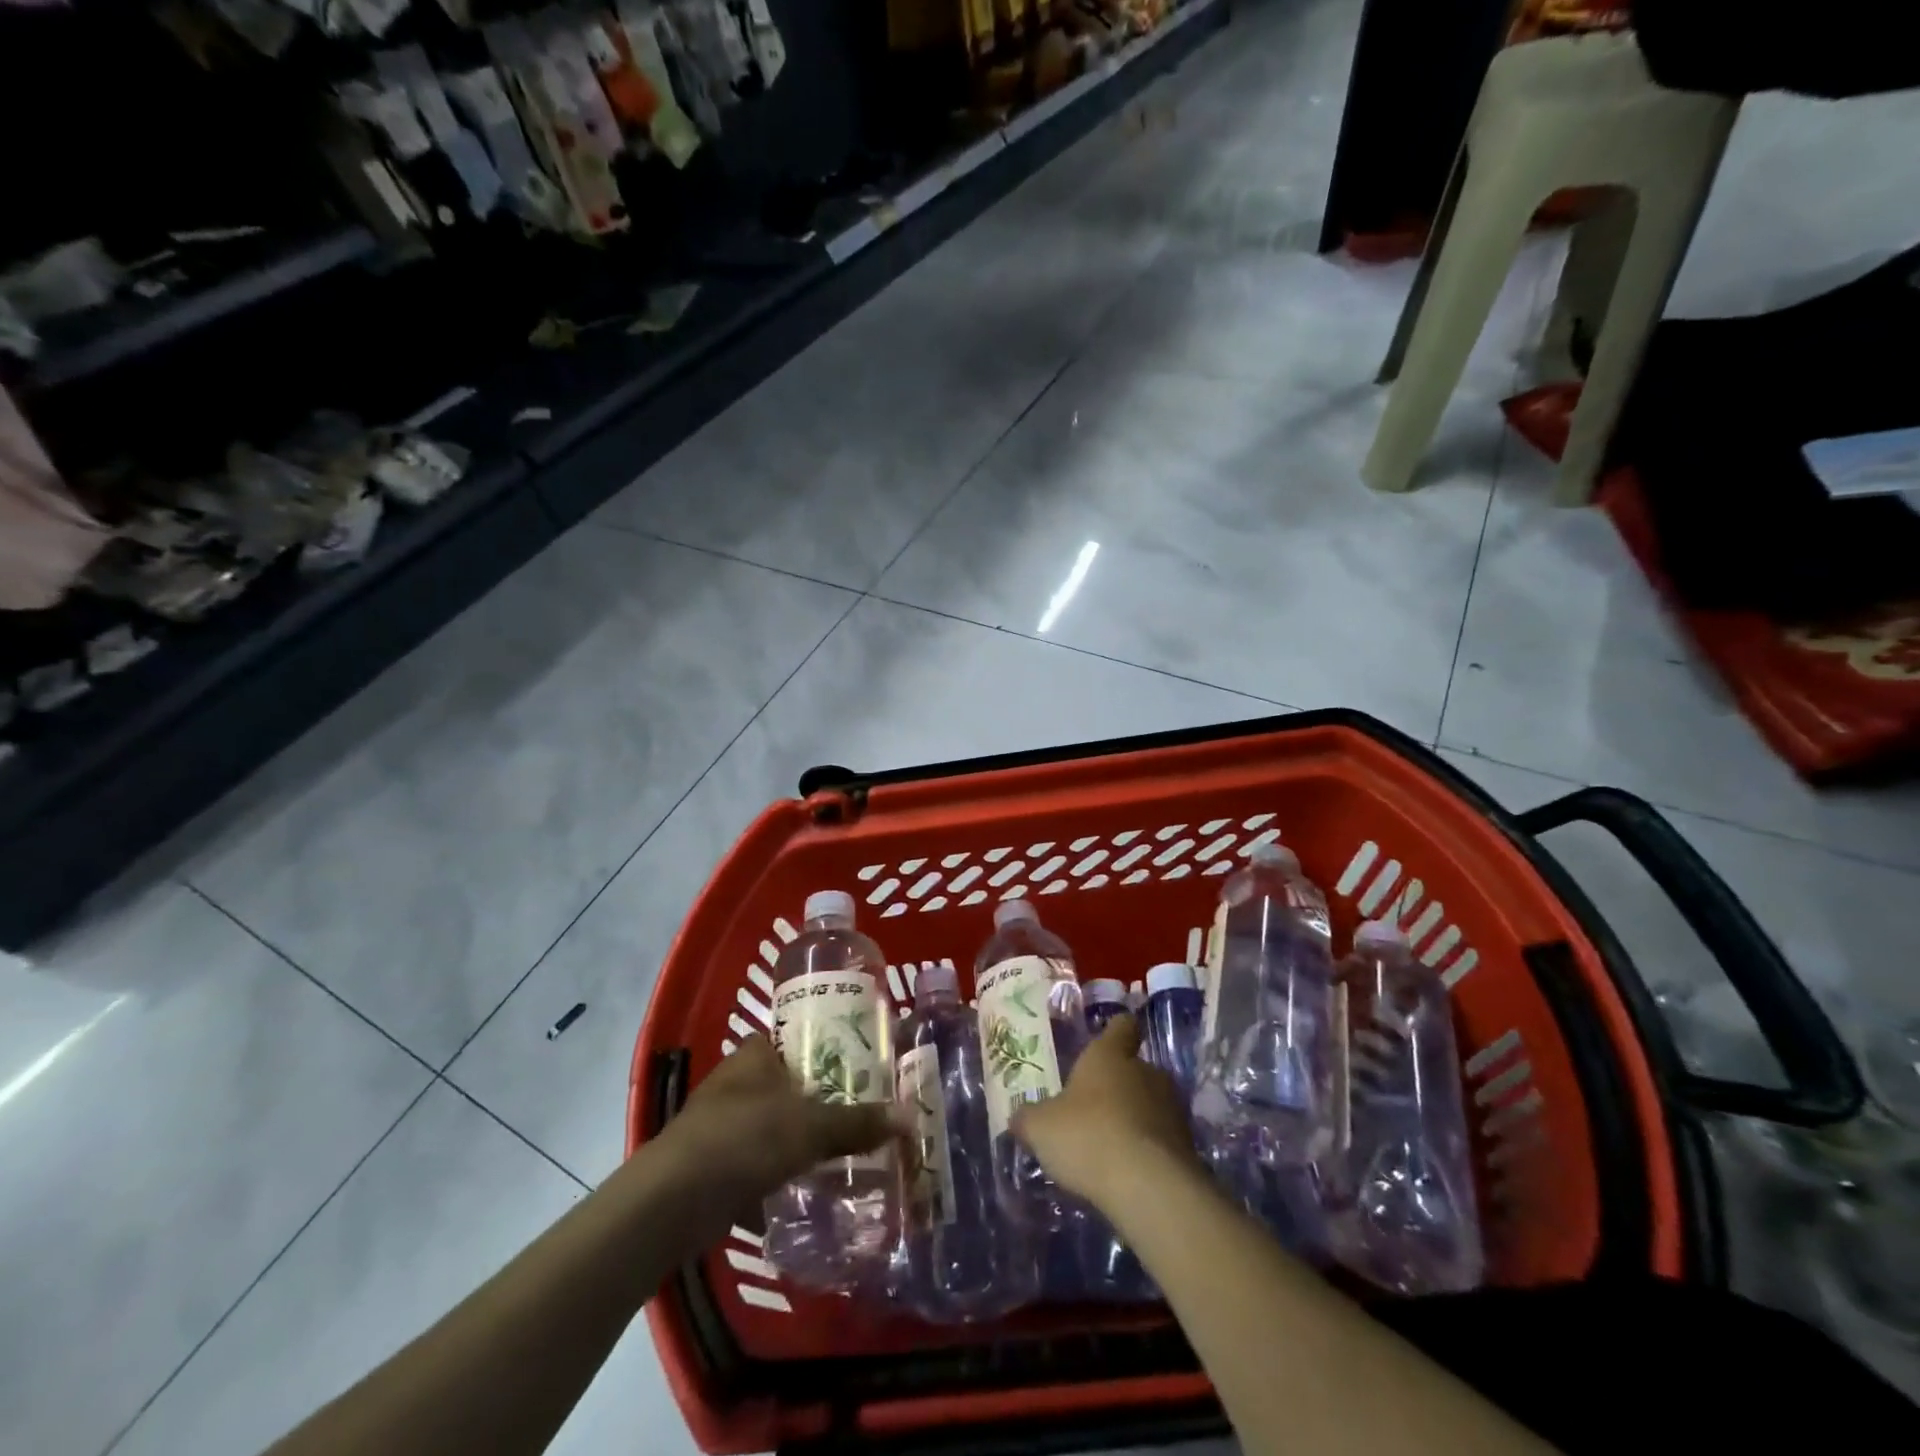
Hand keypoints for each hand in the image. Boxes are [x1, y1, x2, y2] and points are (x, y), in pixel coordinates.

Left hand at [659, 1037, 906, 1208]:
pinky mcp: (710, 1166)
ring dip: (797, 1139)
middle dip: (817, 1099)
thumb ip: (858, 1122)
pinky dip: (777, 1173)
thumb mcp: (811, 1127)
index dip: (824, 1048)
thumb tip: (910, 1118)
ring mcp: (719, 1125)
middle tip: (859, 1111)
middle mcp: (735, 1082)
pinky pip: (756, 1162)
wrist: (672, 1202)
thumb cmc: (744, 1140)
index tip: (857, 1065)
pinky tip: (805, 1189)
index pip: (793, 1039)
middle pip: (786, 1084)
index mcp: (754, 1055)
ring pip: (770, 1125)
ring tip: (841, 1152)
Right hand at [1011, 1014, 1201, 1208]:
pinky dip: (1148, 1150)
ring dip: (1136, 1118)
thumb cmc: (1088, 1136)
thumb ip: (1028, 1119)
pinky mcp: (1187, 1146)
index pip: (1121, 1026)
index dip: (1115, 1032)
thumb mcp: (1040, 1128)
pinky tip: (1129, 1172)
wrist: (1149, 1187)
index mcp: (1110, 1055)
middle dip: (1119, 1085)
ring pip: (1151, 1103)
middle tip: (1094, 1108)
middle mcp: (1146, 1071)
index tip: (1108, 1040)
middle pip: (1135, 1068)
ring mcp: (1172, 1108)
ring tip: (1111, 1145)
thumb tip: (1019, 1119)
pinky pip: (1162, 1139)